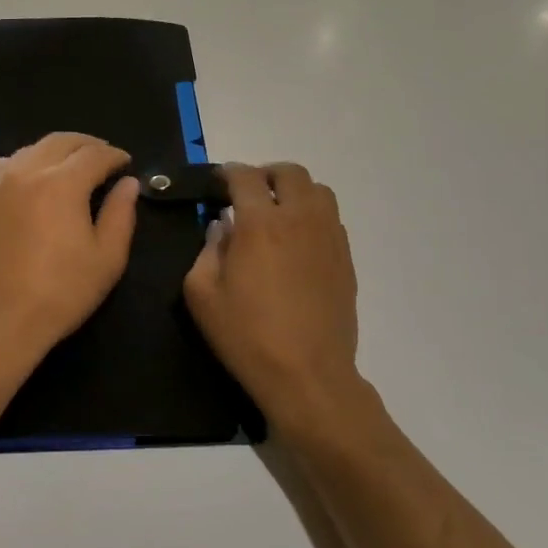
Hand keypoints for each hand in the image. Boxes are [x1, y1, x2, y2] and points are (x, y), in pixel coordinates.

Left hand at [0, 133, 139, 379]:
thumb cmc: (59, 293)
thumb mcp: (106, 259)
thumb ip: (121, 214)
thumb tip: (128, 184)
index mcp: (62, 183)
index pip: (94, 154)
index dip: (114, 156)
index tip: (126, 163)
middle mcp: (27, 171)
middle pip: (60, 141)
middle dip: (86, 145)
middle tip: (103, 157)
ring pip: (31, 149)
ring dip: (56, 151)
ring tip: (71, 166)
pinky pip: (6, 165)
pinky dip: (27, 162)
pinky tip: (34, 178)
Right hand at [183, 163, 382, 443]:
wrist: (308, 375)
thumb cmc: (247, 336)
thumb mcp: (202, 295)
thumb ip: (206, 251)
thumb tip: (221, 229)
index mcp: (260, 223)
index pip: (245, 176)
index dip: (228, 173)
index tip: (217, 183)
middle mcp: (299, 219)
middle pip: (289, 172)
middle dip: (265, 174)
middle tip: (248, 194)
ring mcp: (329, 237)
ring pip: (318, 191)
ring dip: (295, 191)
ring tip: (278, 213)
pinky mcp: (346, 258)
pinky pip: (332, 219)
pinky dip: (313, 216)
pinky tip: (298, 242)